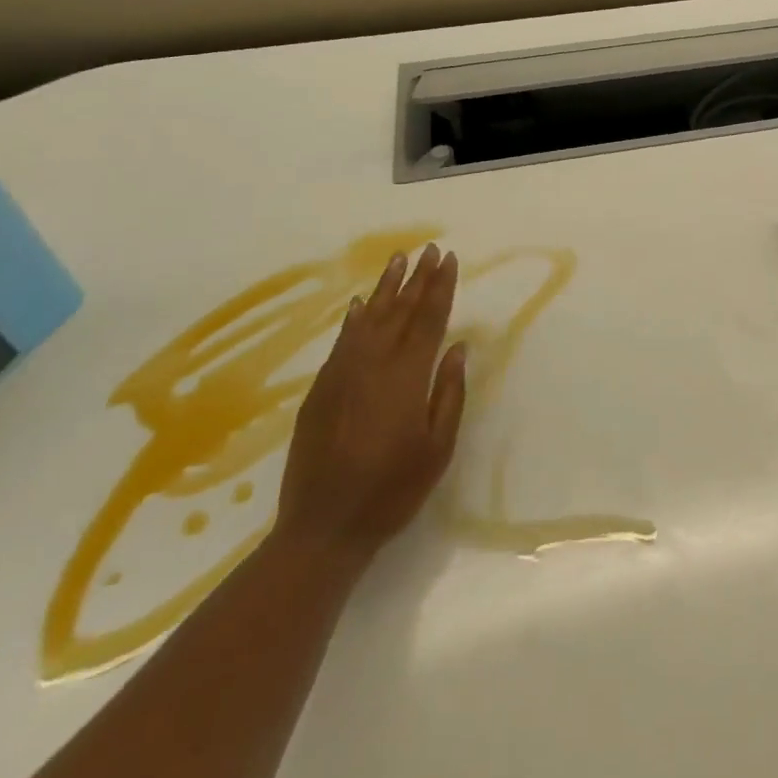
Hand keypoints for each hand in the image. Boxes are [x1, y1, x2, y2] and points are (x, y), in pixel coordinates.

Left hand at [274, 244, 468, 575]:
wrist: (322, 527)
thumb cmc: (392, 490)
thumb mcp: (437, 448)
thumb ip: (448, 393)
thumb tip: (457, 347)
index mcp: (406, 377)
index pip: (428, 319)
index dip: (440, 287)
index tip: (448, 258)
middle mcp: (373, 364)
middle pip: (399, 311)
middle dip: (417, 278)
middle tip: (428, 249)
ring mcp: (342, 374)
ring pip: (368, 319)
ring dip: (385, 288)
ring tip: (398, 259)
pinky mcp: (320, 389)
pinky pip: (342, 341)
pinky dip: (354, 319)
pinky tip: (360, 305)